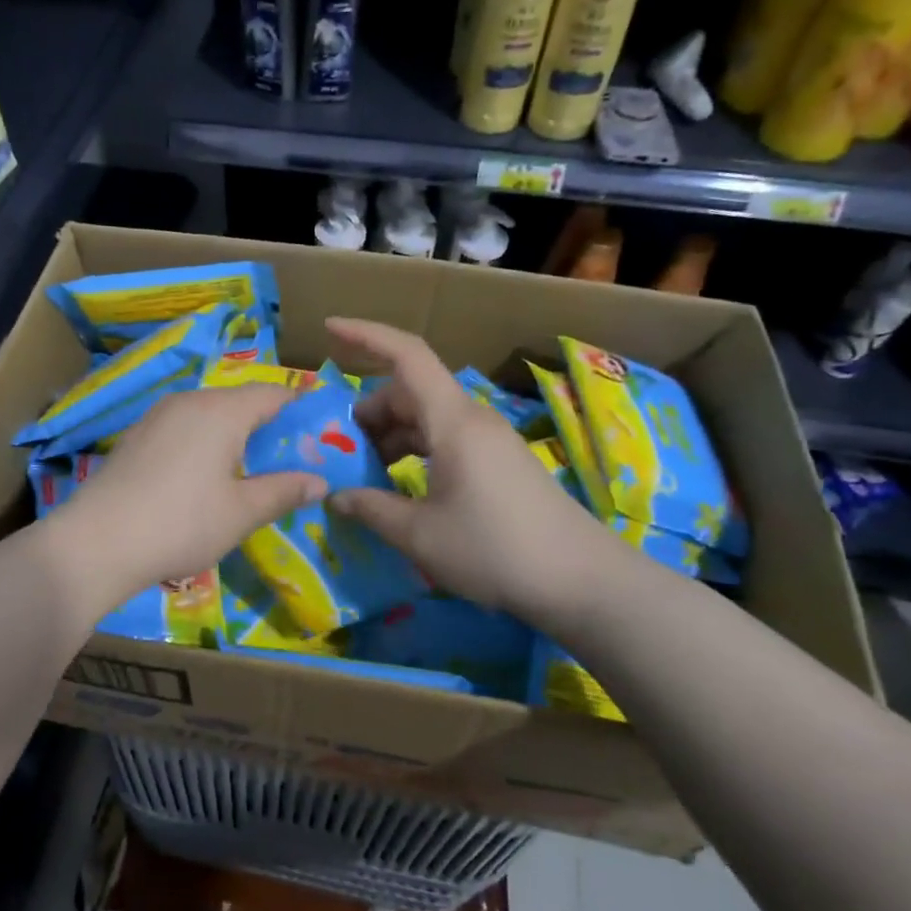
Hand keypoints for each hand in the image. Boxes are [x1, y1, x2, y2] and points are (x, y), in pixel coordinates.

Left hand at [41, 385, 327, 614]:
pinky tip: (201, 477)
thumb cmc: (181, 523)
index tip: (318, 430)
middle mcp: (189, 401)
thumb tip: (320, 481)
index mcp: (221, 411)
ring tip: (247, 470)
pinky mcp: (135, 437)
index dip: (298, 407)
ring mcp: (156, 417)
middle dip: (265, 424)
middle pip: (238, 401)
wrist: (96, 542)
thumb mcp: (241, 513)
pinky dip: (202, 443)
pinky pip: (182, 428)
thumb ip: (283, 491)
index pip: (272, 394)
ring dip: (232, 435)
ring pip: (208, 414)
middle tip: (286, 458)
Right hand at [325, 317, 621, 629]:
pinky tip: (401, 486)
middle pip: (410, 391)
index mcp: (452, 421)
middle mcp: (471, 419)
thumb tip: (336, 495)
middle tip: (339, 449)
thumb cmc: (495, 550)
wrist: (582, 581)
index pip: (407, 355)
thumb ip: (371, 508)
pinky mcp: (498, 463)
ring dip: (391, 435)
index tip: (329, 329)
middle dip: (369, 411)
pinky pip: (445, 439)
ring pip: (427, 418)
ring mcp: (489, 440)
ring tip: (365, 473)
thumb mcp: (420, 535)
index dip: (365, 336)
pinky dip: (415, 451)